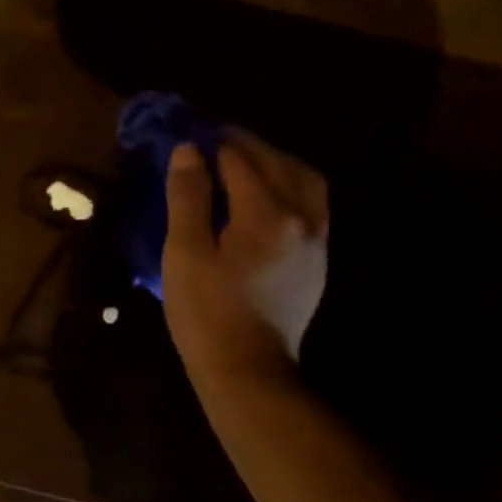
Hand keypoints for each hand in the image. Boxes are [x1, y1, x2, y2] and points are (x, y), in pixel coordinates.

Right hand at [162, 129, 328, 387]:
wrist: (247, 370)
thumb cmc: (206, 313)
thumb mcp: (184, 253)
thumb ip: (188, 198)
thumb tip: (188, 150)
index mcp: (267, 214)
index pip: (240, 160)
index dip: (213, 142)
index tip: (190, 132)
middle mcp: (303, 218)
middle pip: (278, 163)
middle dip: (246, 145)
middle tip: (213, 139)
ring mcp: (317, 240)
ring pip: (304, 181)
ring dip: (274, 162)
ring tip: (243, 161)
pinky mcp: (317, 260)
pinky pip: (311, 204)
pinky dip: (288, 186)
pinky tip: (265, 195)